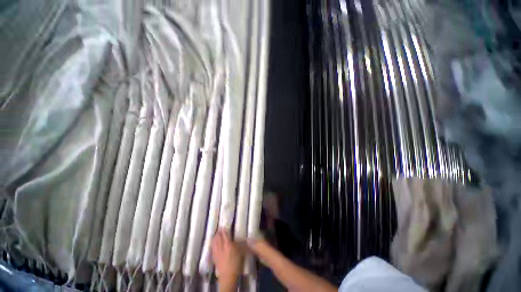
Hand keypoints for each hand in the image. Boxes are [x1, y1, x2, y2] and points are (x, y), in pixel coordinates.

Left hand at [211, 229, 242, 288]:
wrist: (228, 276)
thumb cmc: (236, 263)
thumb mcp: (240, 252)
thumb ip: (238, 244)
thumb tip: (237, 238)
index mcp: (228, 244)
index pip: (225, 234)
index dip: (224, 229)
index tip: (224, 226)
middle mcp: (221, 246)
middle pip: (218, 236)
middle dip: (219, 232)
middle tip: (220, 228)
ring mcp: (217, 251)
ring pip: (214, 241)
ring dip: (215, 236)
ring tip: (217, 234)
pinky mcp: (214, 256)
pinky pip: (212, 247)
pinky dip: (213, 243)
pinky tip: (214, 242)